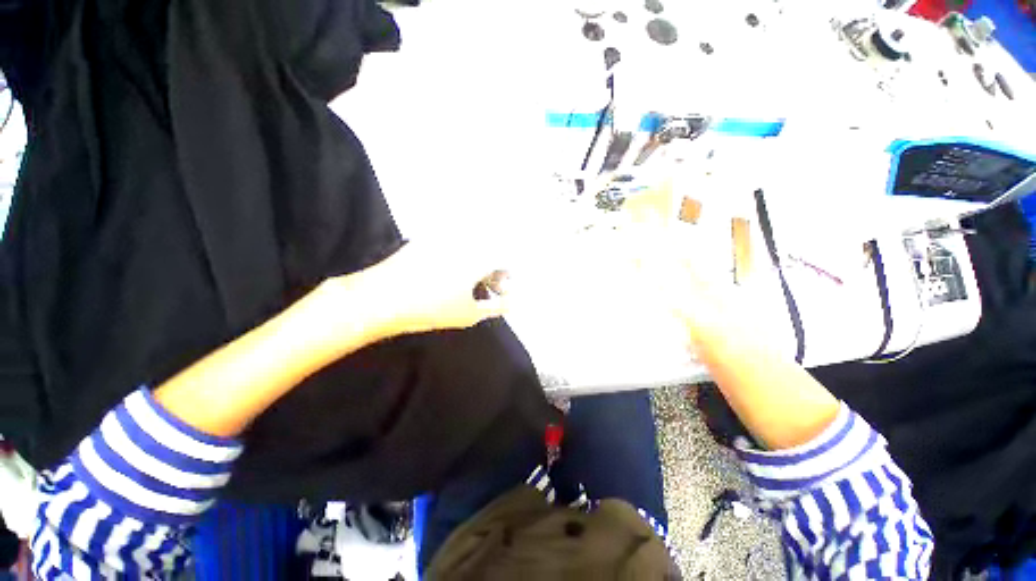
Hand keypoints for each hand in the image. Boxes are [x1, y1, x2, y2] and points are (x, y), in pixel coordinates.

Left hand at [334, 241, 509, 338]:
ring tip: (468, 284)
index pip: (505, 261)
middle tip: (487, 288)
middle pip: (490, 251)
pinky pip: (451, 244)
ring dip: (477, 263)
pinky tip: (447, 275)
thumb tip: (510, 302)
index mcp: (479, 257)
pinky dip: (457, 258)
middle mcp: (465, 241)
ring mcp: (443, 238)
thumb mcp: (470, 314)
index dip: (507, 276)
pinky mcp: (425, 239)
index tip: (501, 290)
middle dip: (493, 270)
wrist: (382, 298)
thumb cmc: (432, 309)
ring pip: (472, 247)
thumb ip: (496, 307)